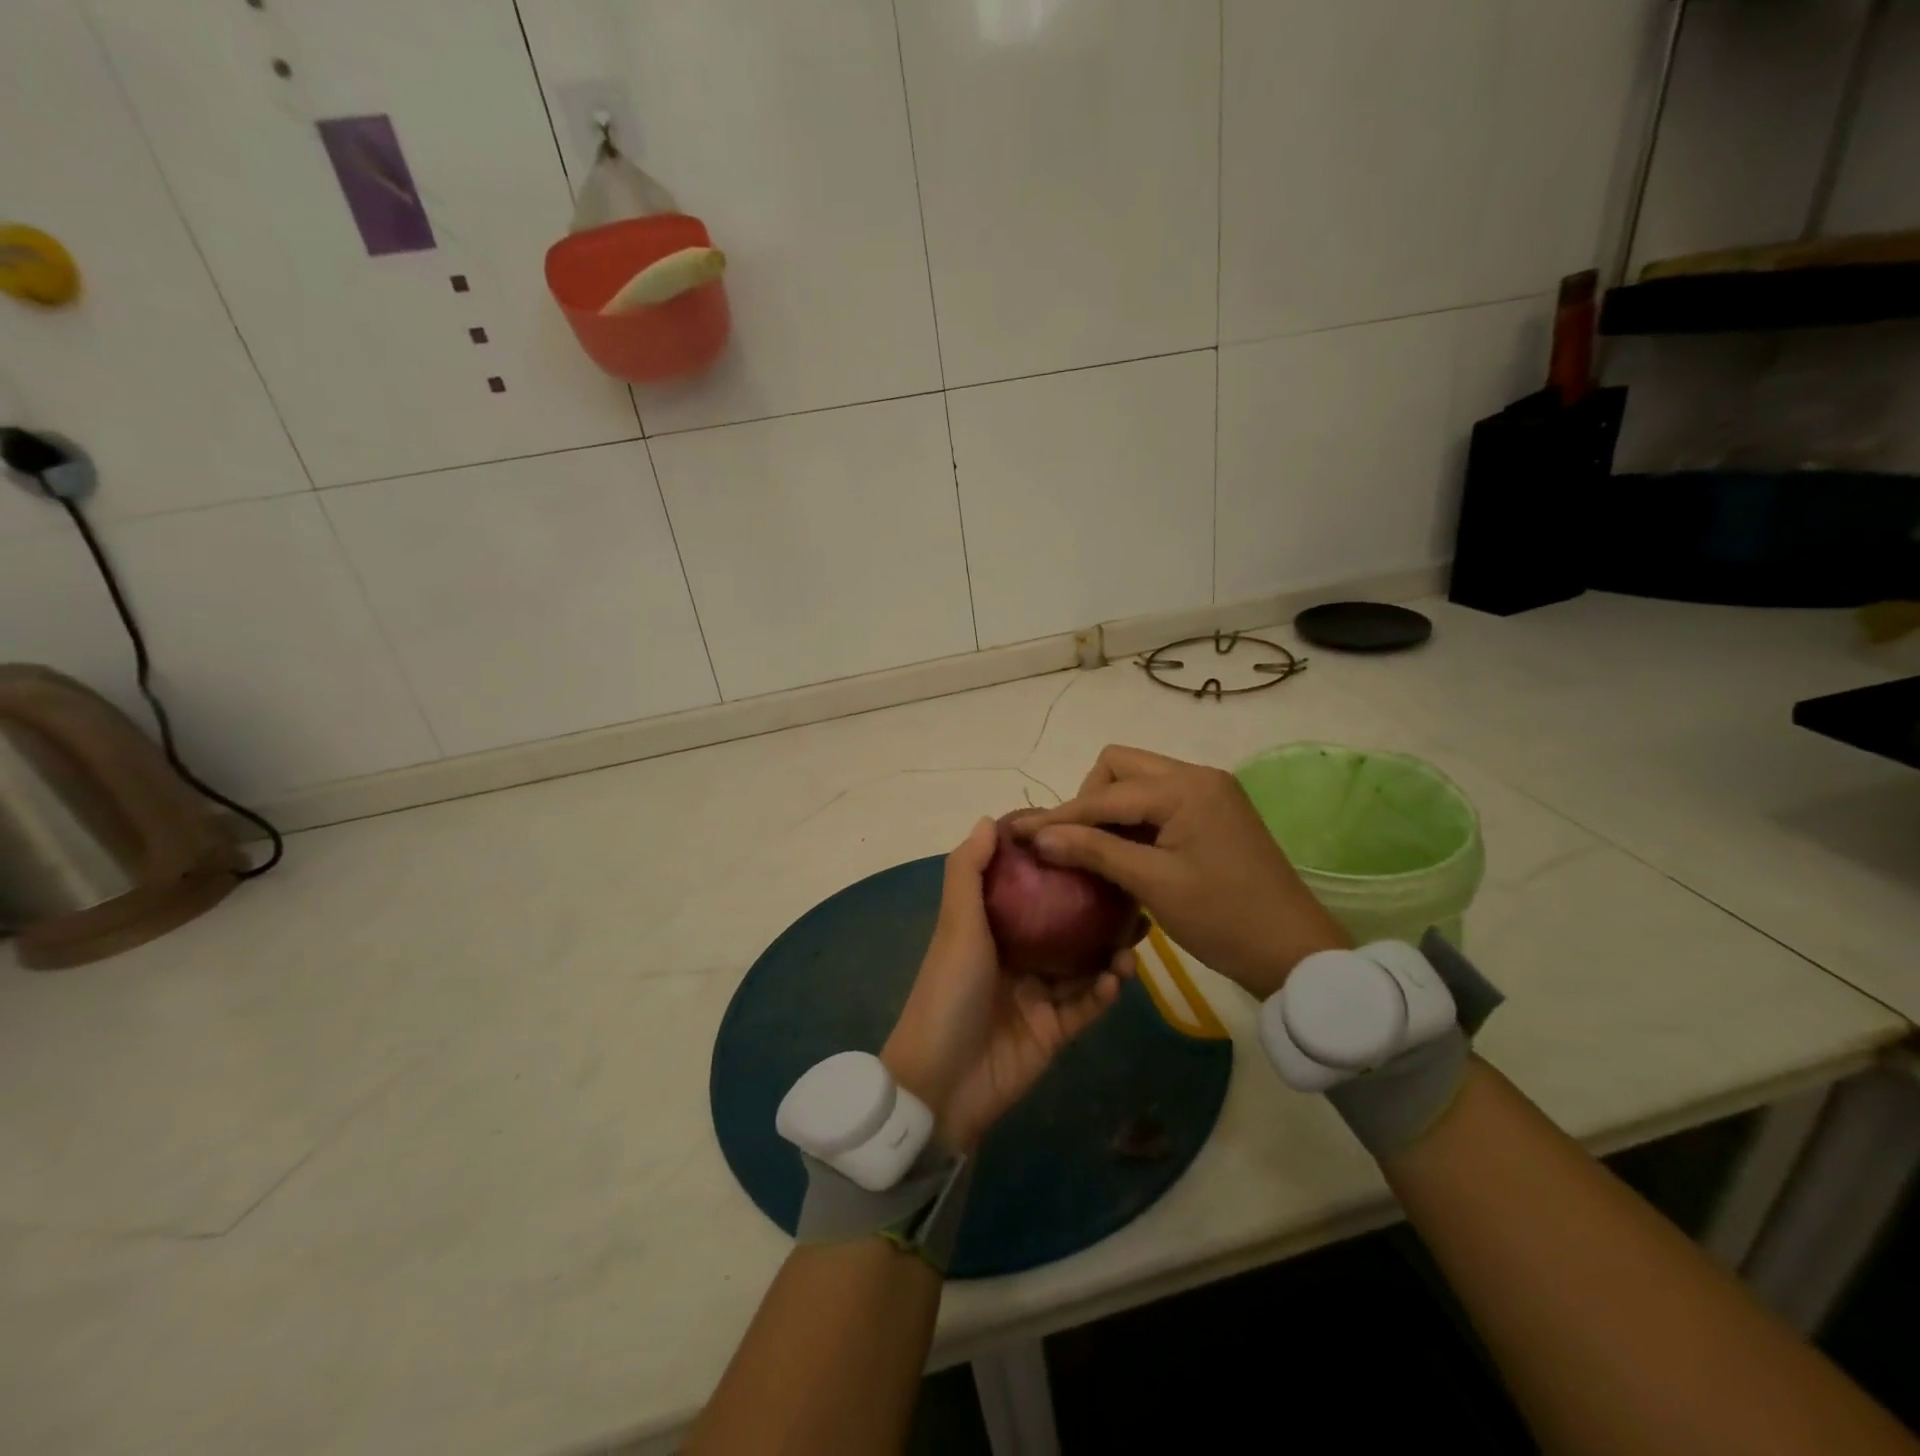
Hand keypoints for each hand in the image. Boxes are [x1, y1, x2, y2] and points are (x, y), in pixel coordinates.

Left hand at [882, 818, 1128, 1153]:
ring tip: (1138, 934)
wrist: (942, 1084)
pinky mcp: (1055, 1030)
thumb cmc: (948, 992)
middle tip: (1132, 887)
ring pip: (1084, 962)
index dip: (1052, 861)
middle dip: (1096, 905)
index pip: (1027, 884)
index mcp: (991, 927)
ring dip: (1110, 948)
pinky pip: (1088, 1004)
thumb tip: (989, 820)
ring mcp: (1038, 993)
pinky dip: (1105, 990)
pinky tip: (1121, 977)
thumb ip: (969, 873)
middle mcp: (1017, 955)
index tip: (1086, 835)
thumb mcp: (956, 926)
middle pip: (1064, 922)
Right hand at [1016, 745, 1349, 997]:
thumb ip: (1094, 852)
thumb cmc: (1223, 918)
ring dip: (1112, 807)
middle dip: (1089, 798)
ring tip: (1096, 849)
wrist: (1294, 951)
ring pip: (1140, 780)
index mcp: (1185, 788)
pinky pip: (1161, 799)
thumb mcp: (1153, 884)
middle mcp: (1198, 776)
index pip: (1105, 793)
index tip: (1022, 834)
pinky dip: (1136, 818)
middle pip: (1121, 766)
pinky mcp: (1216, 811)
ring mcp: (1211, 792)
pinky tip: (1125, 851)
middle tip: (1076, 842)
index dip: (1061, 815)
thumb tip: (1039, 836)